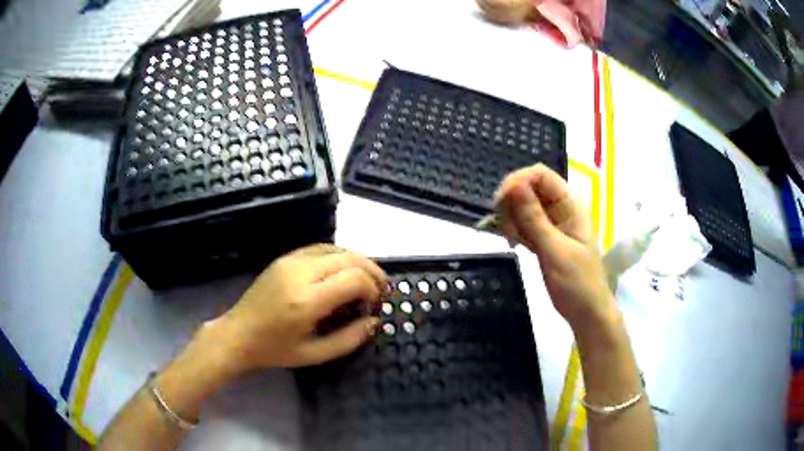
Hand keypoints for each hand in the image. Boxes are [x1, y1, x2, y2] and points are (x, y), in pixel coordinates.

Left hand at [214, 244, 385, 372]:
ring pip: (337, 248)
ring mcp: (290, 261)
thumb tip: (375, 321)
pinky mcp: (284, 258)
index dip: (373, 289)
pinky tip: (344, 271)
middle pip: (350, 258)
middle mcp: (300, 273)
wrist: (238, 334)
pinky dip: (339, 256)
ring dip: (358, 261)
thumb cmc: (275, 350)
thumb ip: (350, 339)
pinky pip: (320, 248)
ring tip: (366, 280)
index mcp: (306, 300)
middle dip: (372, 272)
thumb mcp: (315, 354)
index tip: (373, 307)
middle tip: (379, 291)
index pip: (354, 278)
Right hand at [495, 164, 614, 330]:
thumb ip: (533, 218)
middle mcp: (561, 209)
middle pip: (528, 188)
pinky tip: (515, 246)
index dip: (518, 181)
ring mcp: (552, 224)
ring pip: (523, 207)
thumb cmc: (577, 283)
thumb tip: (512, 185)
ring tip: (513, 242)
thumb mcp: (554, 250)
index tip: (500, 203)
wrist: (586, 314)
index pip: (540, 175)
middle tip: (507, 229)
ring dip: (511, 219)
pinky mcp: (544, 238)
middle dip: (512, 203)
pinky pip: (524, 224)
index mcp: (570, 205)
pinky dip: (515, 231)